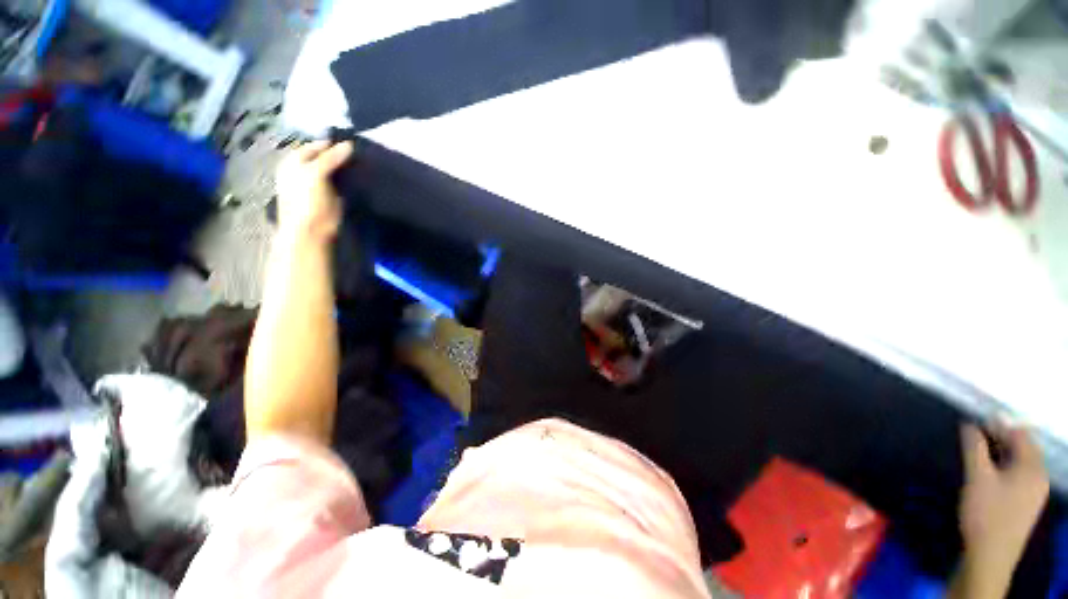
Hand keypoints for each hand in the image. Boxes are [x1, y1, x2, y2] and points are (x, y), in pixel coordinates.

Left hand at [274, 140, 353, 242]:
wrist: (309, 233)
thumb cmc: (308, 202)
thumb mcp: (316, 174)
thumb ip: (331, 158)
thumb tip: (349, 144)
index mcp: (294, 162)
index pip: (315, 146)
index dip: (331, 144)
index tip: (352, 145)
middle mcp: (301, 171)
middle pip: (322, 158)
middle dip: (338, 156)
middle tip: (358, 157)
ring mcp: (312, 186)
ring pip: (330, 171)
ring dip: (343, 170)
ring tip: (360, 168)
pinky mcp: (324, 199)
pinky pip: (336, 184)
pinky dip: (345, 181)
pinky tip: (355, 182)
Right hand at [959, 423, 1048, 568]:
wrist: (990, 556)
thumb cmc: (985, 512)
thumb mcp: (977, 477)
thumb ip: (975, 448)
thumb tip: (969, 424)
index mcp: (1033, 467)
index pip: (1020, 435)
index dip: (999, 425)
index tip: (976, 420)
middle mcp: (1039, 476)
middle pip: (1022, 449)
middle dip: (1000, 439)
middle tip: (974, 435)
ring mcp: (1034, 492)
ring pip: (1018, 463)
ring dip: (1000, 454)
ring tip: (977, 452)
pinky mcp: (1025, 503)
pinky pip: (1017, 476)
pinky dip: (1003, 468)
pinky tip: (987, 474)